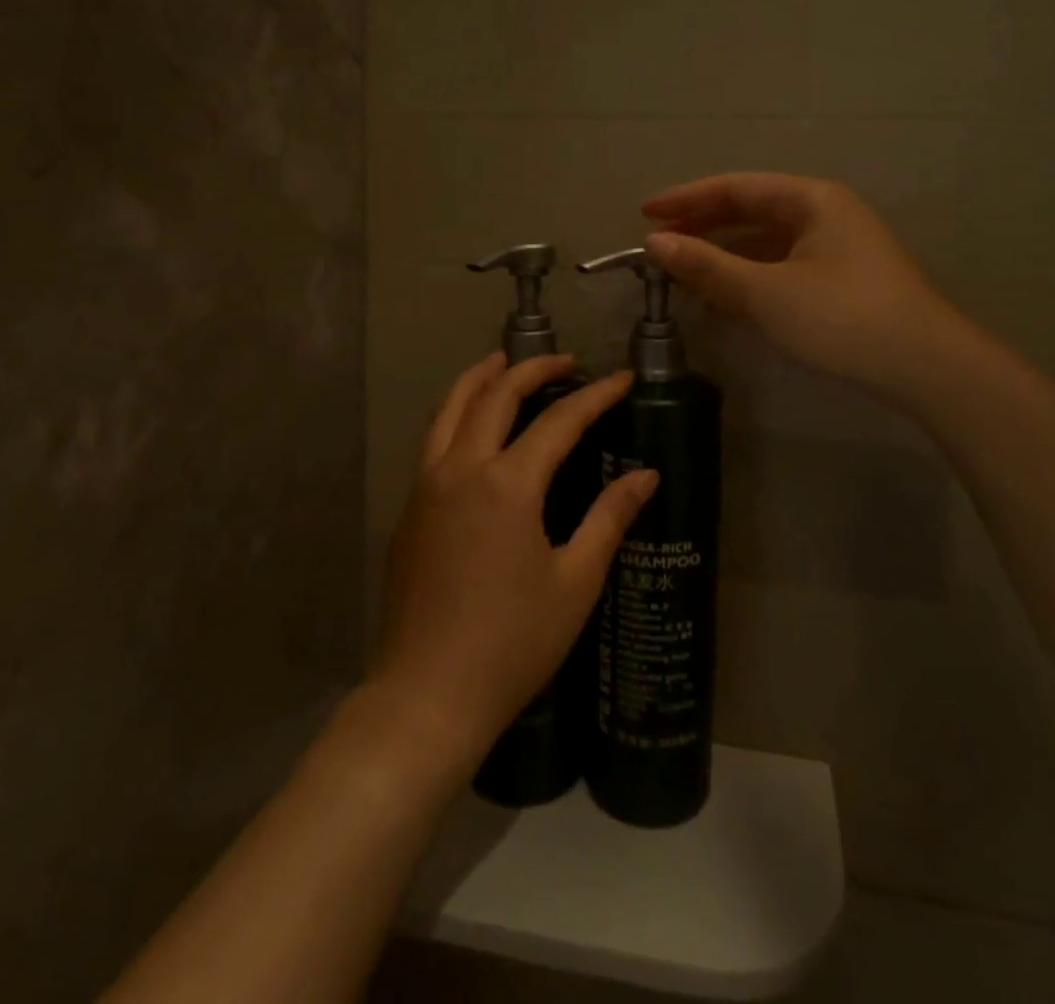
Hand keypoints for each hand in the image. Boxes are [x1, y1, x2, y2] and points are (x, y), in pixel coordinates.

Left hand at [374, 353, 658, 764]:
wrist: (427, 693)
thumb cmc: (512, 642)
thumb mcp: (574, 581)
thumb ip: (609, 518)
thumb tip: (646, 476)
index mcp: (507, 485)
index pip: (559, 421)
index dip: (595, 395)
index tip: (622, 379)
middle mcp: (461, 469)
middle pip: (495, 395)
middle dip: (532, 369)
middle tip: (565, 361)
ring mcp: (426, 486)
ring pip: (449, 408)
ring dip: (479, 378)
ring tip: (502, 362)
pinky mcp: (409, 509)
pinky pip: (433, 440)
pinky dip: (456, 413)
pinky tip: (473, 426)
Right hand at [643, 172, 959, 402]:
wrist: (924, 366)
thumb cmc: (842, 316)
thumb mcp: (766, 291)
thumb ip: (708, 265)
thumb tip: (654, 243)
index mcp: (811, 199)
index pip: (735, 188)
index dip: (686, 199)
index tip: (644, 213)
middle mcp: (823, 214)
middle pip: (749, 210)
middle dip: (702, 226)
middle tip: (658, 243)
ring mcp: (833, 248)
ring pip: (763, 242)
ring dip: (722, 255)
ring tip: (681, 271)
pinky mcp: (838, 280)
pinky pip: (778, 266)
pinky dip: (746, 277)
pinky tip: (722, 298)